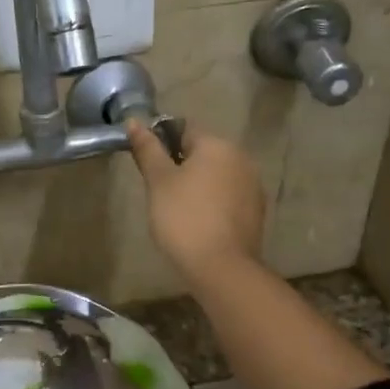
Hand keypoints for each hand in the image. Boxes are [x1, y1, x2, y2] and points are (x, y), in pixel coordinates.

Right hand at [124, 119, 265, 283]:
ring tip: (177, 212)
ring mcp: (252, 186)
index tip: (149, 167)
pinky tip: (199, 224)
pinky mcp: (256, 212)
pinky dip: (213, 204)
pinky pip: (228, 198)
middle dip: (181, 166)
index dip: (162, 143)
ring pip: (216, 176)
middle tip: (159, 193)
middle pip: (203, 153)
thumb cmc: (184, 218)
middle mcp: (241, 158)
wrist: (221, 267)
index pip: (184, 129)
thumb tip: (134, 121)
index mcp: (217, 145)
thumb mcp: (158, 182)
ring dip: (198, 186)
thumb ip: (147, 149)